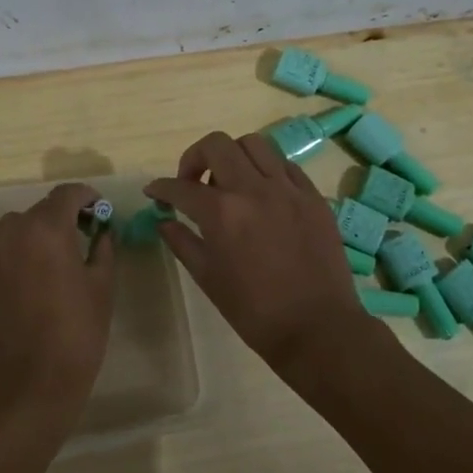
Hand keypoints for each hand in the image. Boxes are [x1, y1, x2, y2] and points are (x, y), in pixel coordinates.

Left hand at [0, 183, 116, 423]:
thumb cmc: (76, 332)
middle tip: (78, 241)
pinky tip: (24, 284)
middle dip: (60, 220)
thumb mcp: (102, 286)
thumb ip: (102, 248)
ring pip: (15, 231)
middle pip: (39, 212)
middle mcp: (11, 229)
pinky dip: (12, 258)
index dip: (86, 197)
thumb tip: (102, 231)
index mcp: (46, 227)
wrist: (28, 382)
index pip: (67, 194)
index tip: (97, 210)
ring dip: (33, 238)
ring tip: (49, 265)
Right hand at [146, 132, 364, 372]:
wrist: (317, 328)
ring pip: (254, 144)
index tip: (154, 192)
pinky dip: (266, 170)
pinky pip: (285, 165)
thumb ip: (182, 242)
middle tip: (192, 182)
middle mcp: (253, 189)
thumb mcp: (208, 278)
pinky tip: (263, 193)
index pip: (181, 187)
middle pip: (217, 145)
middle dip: (195, 158)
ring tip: (230, 182)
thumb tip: (164, 221)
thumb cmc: (255, 311)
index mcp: (222, 213)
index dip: (161, 188)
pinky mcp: (313, 196)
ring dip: (233, 155)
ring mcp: (287, 189)